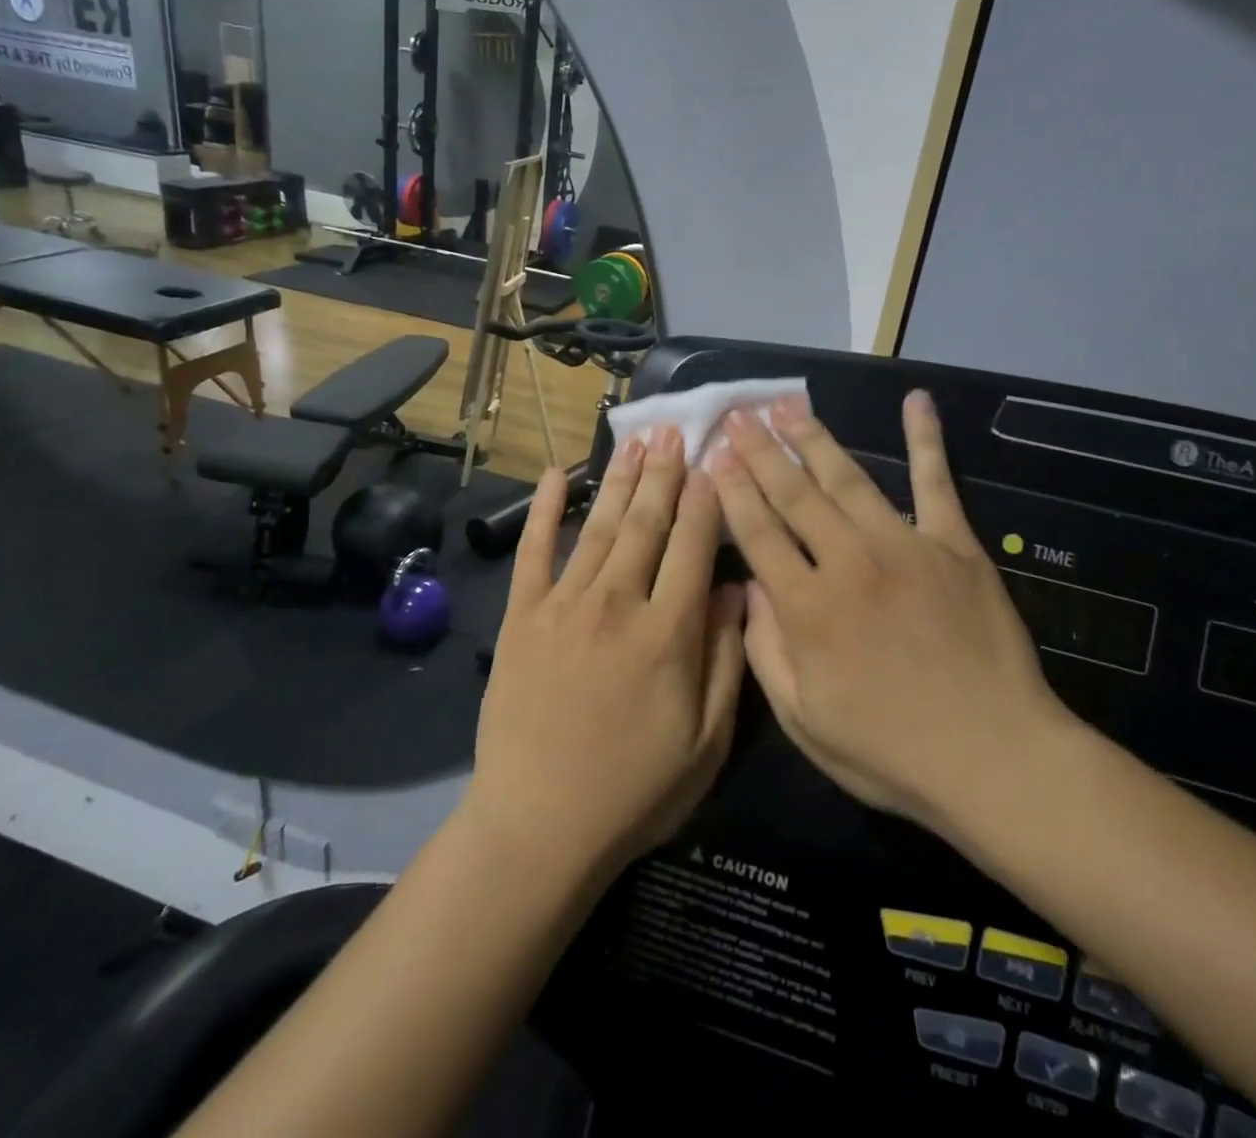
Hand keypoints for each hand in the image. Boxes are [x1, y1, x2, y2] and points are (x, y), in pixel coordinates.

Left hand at [467, 429, 745, 882]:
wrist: (538, 826)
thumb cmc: (634, 790)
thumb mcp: (706, 741)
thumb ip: (725, 658)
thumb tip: (734, 589)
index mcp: (668, 632)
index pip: (693, 545)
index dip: (706, 500)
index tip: (714, 462)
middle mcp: (617, 603)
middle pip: (647, 523)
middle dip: (664, 473)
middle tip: (674, 430)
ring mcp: (563, 605)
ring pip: (600, 527)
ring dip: (620, 480)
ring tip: (636, 441)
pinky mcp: (522, 617)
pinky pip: (535, 551)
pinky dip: (545, 510)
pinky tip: (555, 475)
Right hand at [707, 390, 1069, 828]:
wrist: (995, 758)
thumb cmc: (891, 752)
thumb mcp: (805, 721)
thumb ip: (765, 652)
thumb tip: (749, 590)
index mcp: (808, 607)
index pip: (758, 533)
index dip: (732, 491)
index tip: (713, 455)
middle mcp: (849, 562)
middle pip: (794, 495)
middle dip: (760, 452)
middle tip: (738, 414)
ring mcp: (905, 546)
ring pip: (847, 479)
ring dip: (813, 437)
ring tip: (786, 405)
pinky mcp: (955, 545)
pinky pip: (936, 482)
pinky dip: (927, 439)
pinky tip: (917, 401)